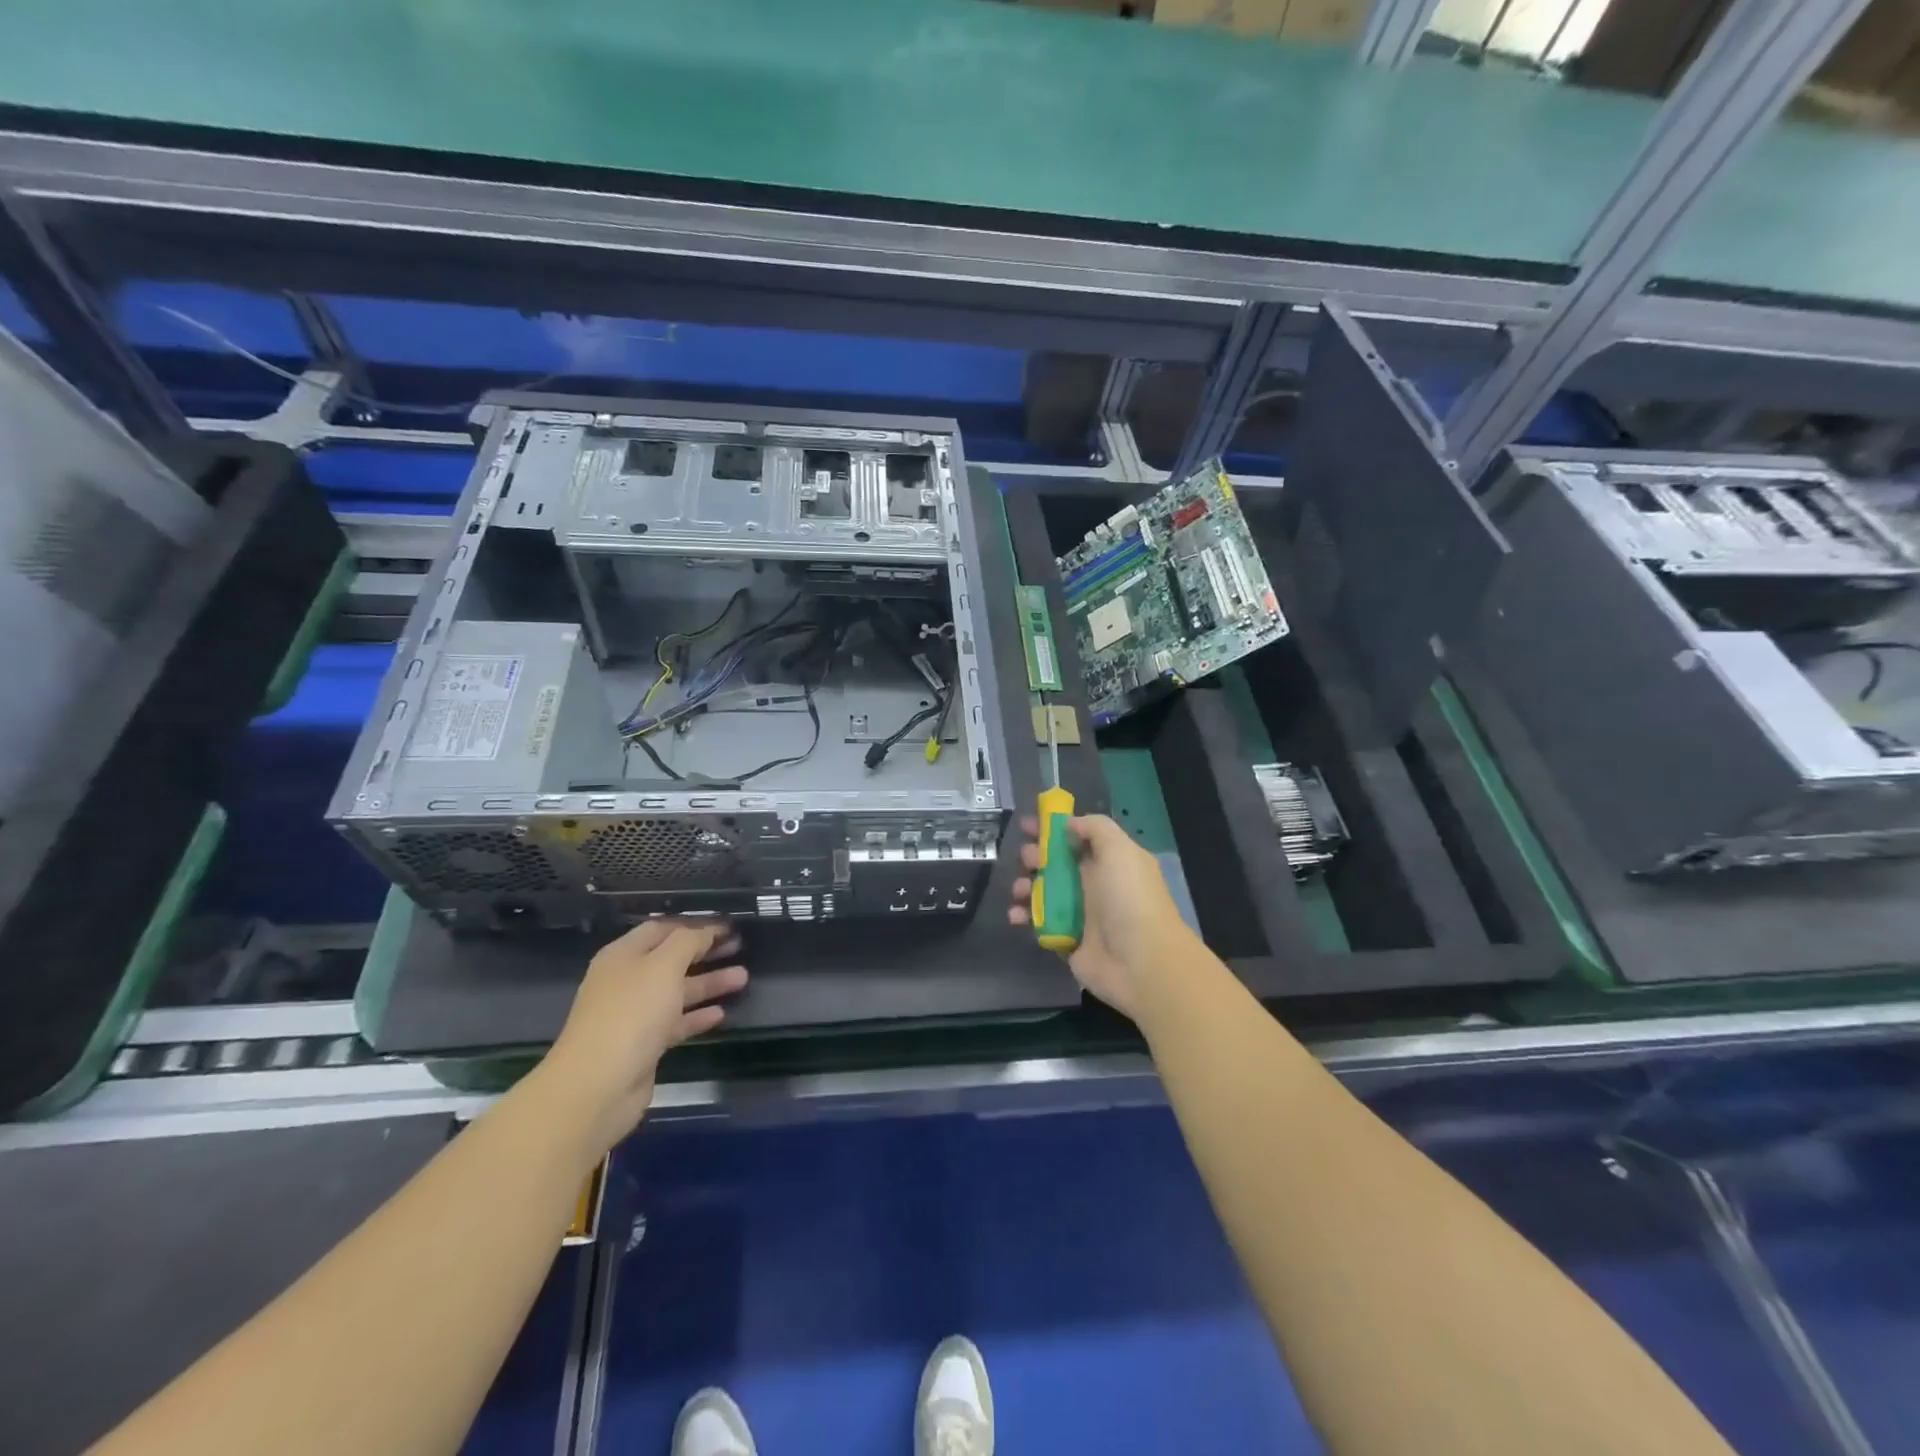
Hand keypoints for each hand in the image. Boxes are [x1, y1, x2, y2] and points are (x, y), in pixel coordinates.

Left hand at [545, 919, 747, 1150]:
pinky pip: (676, 1023)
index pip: (663, 929)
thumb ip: (688, 942)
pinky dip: (697, 1016)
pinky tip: (721, 1014)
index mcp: (624, 955)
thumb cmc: (631, 1014)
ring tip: (743, 978)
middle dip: (706, 952)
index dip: (695, 925)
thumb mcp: (663, 966)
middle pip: (672, 959)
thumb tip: (706, 930)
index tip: (728, 926)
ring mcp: (634, 1015)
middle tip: (740, 946)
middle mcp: (627, 981)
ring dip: (709, 983)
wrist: (598, 1086)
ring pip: (677, 992)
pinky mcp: (644, 1045)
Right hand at [1008, 813, 1190, 1019]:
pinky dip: (1023, 915)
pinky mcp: (1065, 939)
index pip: (1076, 837)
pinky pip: (1038, 922)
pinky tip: (1016, 915)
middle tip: (1027, 859)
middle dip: (1034, 855)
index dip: (1051, 828)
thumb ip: (1095, 828)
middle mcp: (1093, 884)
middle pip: (1055, 863)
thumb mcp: (1120, 850)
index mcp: (1108, 861)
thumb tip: (1070, 823)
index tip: (1026, 825)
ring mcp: (1079, 913)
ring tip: (1020, 889)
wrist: (1141, 963)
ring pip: (1042, 891)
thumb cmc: (1130, 900)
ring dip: (1025, 885)